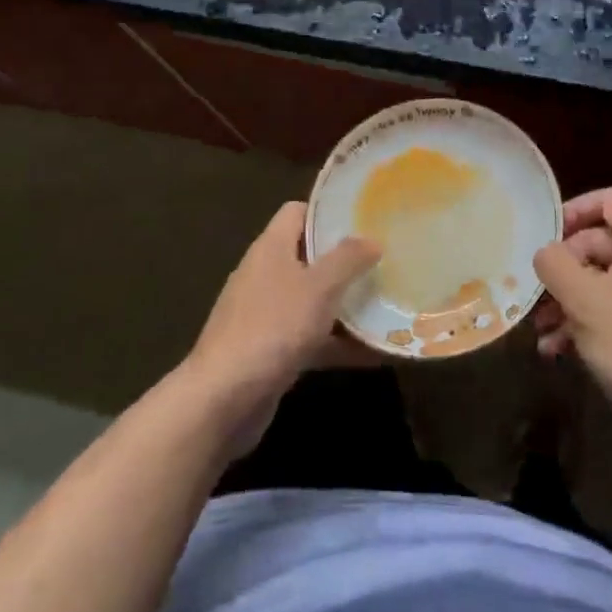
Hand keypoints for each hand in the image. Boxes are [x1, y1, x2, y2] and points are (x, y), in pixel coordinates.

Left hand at [180, 201, 380, 455]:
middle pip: (310, 256)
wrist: (223, 399)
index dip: (328, 212)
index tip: (364, 218)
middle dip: (346, 261)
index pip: (298, 212)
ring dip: (347, 305)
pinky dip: (340, 343)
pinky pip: (312, 338)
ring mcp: (267, 315)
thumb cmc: (272, 327)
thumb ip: (347, 259)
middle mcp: (266, 275)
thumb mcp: (318, 287)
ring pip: (314, 300)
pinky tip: (376, 353)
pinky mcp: (272, 352)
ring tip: (389, 303)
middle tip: (385, 261)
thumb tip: (372, 238)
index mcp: (271, 248)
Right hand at [532, 187, 611, 451]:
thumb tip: (547, 252)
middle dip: (565, 272)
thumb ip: (555, 266)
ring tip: (544, 336)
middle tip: (537, 299)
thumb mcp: (584, 303)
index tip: (546, 236)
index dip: (575, 210)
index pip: (610, 200)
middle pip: (604, 244)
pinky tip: (567, 353)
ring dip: (574, 303)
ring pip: (611, 281)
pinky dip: (597, 321)